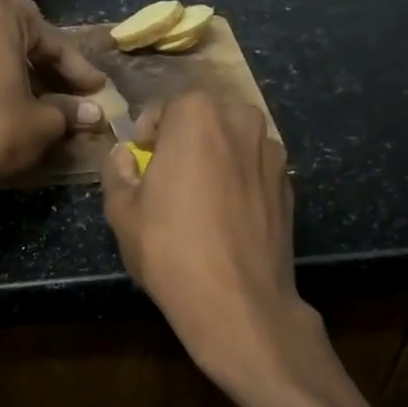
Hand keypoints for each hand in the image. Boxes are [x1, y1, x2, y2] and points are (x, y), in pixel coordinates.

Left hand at [0, 0, 105, 197]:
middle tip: (71, 93)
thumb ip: (70, 111)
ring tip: (41, 101)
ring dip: (20, 72)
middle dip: (49, 66)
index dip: (78, 68)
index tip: (96, 90)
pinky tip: (4, 102)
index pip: (52, 40)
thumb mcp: (43, 124)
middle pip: (21, 38)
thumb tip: (95, 113)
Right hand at [100, 93, 324, 389]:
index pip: (166, 105)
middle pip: (205, 117)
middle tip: (166, 174)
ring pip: (234, 141)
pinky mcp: (290, 185)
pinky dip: (238, 179)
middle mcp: (242, 121)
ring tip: (198, 195)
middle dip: (184, 137)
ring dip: (214, 156)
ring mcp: (273, 153)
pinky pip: (254, 168)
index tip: (140, 157)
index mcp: (198, 115)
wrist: (237, 301)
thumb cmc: (169, 248)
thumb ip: (117, 170)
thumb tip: (124, 155)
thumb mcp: (122, 210)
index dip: (147, 131)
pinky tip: (226, 215)